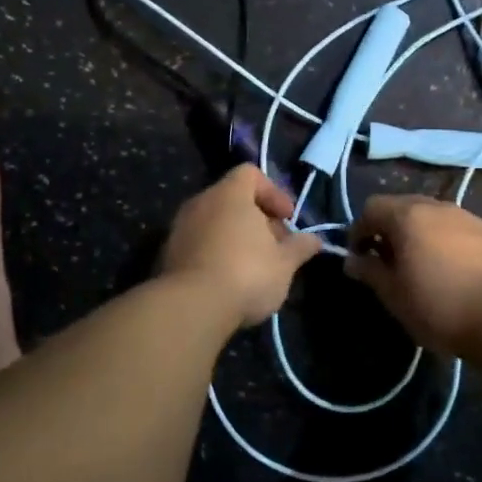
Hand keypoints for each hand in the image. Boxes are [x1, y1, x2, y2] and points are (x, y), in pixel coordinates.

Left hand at [159, 165, 323, 326]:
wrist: (190, 307)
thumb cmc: (246, 273)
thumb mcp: (284, 263)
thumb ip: (300, 247)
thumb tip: (314, 240)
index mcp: (229, 194)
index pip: (250, 174)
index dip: (273, 192)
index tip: (287, 218)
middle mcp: (200, 202)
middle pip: (232, 199)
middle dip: (257, 219)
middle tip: (275, 246)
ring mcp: (179, 228)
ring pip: (214, 222)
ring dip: (235, 237)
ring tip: (254, 267)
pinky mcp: (167, 254)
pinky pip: (198, 243)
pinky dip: (215, 253)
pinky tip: (228, 281)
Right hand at [345, 196, 481, 349]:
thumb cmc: (440, 307)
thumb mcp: (394, 295)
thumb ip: (370, 272)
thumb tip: (352, 260)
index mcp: (408, 216)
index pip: (371, 207)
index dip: (358, 230)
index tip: (359, 257)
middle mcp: (438, 207)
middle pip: (403, 206)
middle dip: (390, 229)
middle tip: (388, 261)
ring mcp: (470, 217)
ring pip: (434, 217)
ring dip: (421, 234)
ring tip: (423, 266)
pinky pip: (460, 230)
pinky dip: (448, 242)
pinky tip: (455, 271)